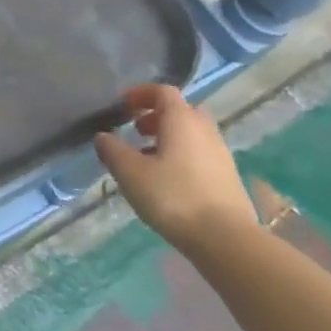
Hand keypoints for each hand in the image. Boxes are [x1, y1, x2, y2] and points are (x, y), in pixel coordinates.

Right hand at [94, 84, 256, 251]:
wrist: (226, 239)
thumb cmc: (172, 196)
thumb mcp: (130, 172)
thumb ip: (112, 150)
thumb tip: (103, 137)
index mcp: (182, 120)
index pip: (163, 91)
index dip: (140, 93)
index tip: (122, 106)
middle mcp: (205, 130)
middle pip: (180, 111)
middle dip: (156, 116)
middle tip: (135, 131)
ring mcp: (220, 154)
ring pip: (191, 134)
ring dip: (168, 138)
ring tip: (146, 158)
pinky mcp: (227, 177)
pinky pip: (200, 154)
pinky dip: (181, 156)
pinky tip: (167, 180)